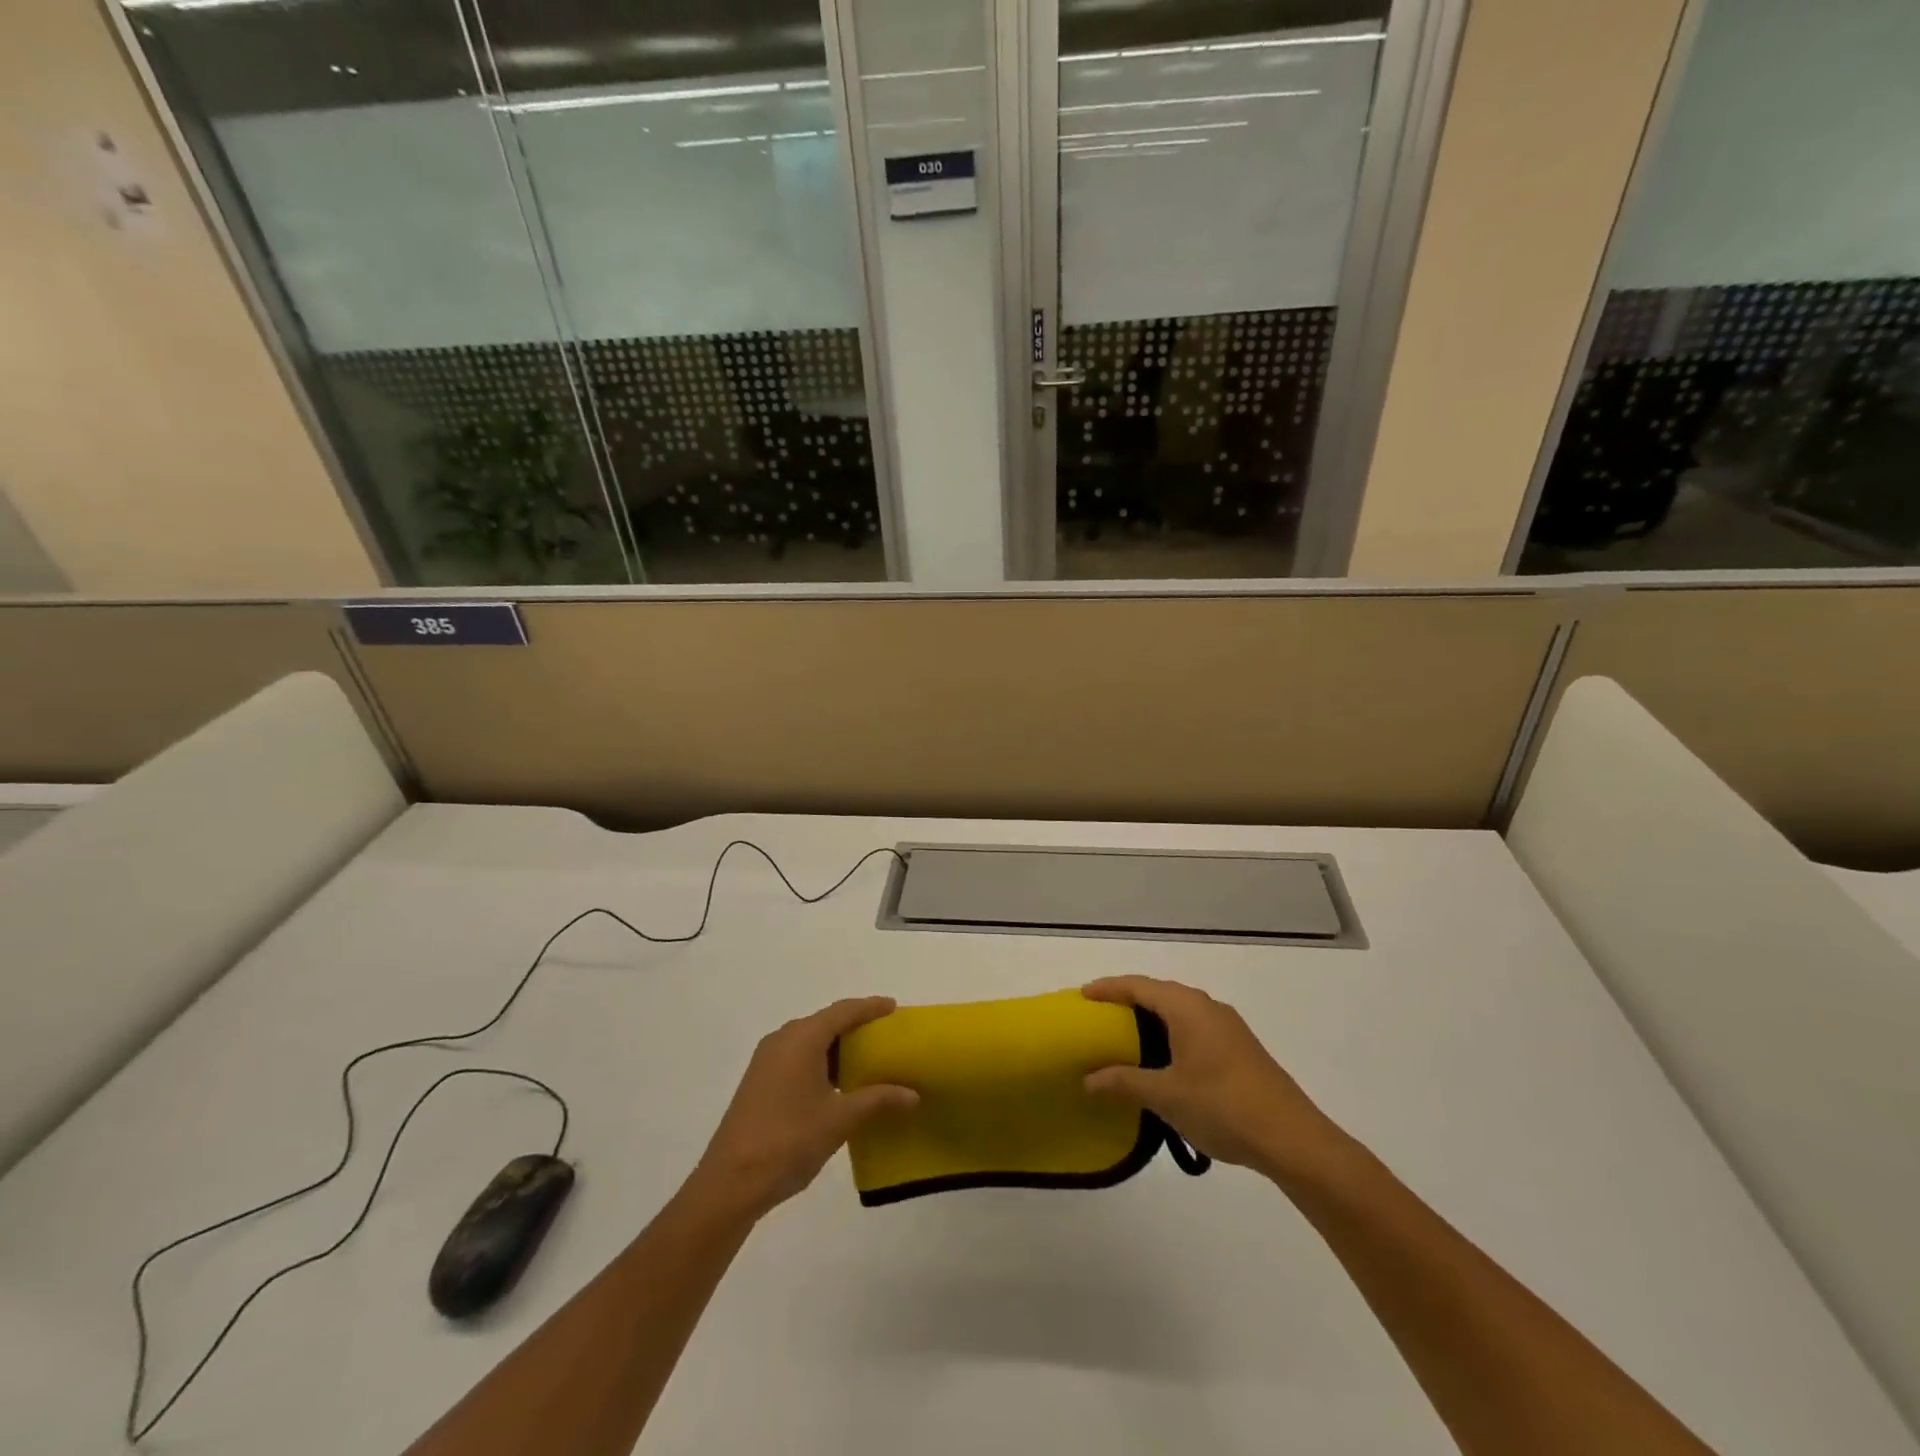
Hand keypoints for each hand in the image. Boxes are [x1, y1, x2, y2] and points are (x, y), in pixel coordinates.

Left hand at [690, 997, 916, 1219]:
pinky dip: (821, 1061)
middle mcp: (782, 1040)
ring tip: (867, 1060)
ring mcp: (766, 1061)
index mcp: (802, 1038)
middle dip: (855, 1026)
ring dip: (837, 1047)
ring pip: (810, 1041)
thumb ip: (878, 1100)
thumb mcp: (840, 1120)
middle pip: (825, 1022)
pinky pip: (797, 1057)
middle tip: (885, 1036)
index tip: (893, 1007)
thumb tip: (913, 1095)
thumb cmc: (788, 1141)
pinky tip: (837, 1084)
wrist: (729, 1183)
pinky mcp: (759, 1082)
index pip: (843, 1011)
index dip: (869, 1007)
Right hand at [1082, 976, 1347, 1179]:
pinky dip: (1171, 1033)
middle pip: (1160, 993)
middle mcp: (1208, 1007)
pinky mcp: (1241, 1048)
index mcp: (1187, 1008)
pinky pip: (1195, 1027)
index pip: (1139, 986)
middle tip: (1100, 1015)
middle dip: (1129, 1000)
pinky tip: (1164, 1060)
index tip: (1083, 995)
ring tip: (1126, 1036)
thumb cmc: (1222, 1106)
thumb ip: (1124, 1082)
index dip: (1109, 988)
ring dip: (1152, 1018)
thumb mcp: (1166, 1096)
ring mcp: (1228, 1027)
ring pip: (1180, 1010)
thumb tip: (1089, 1079)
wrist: (1292, 1138)